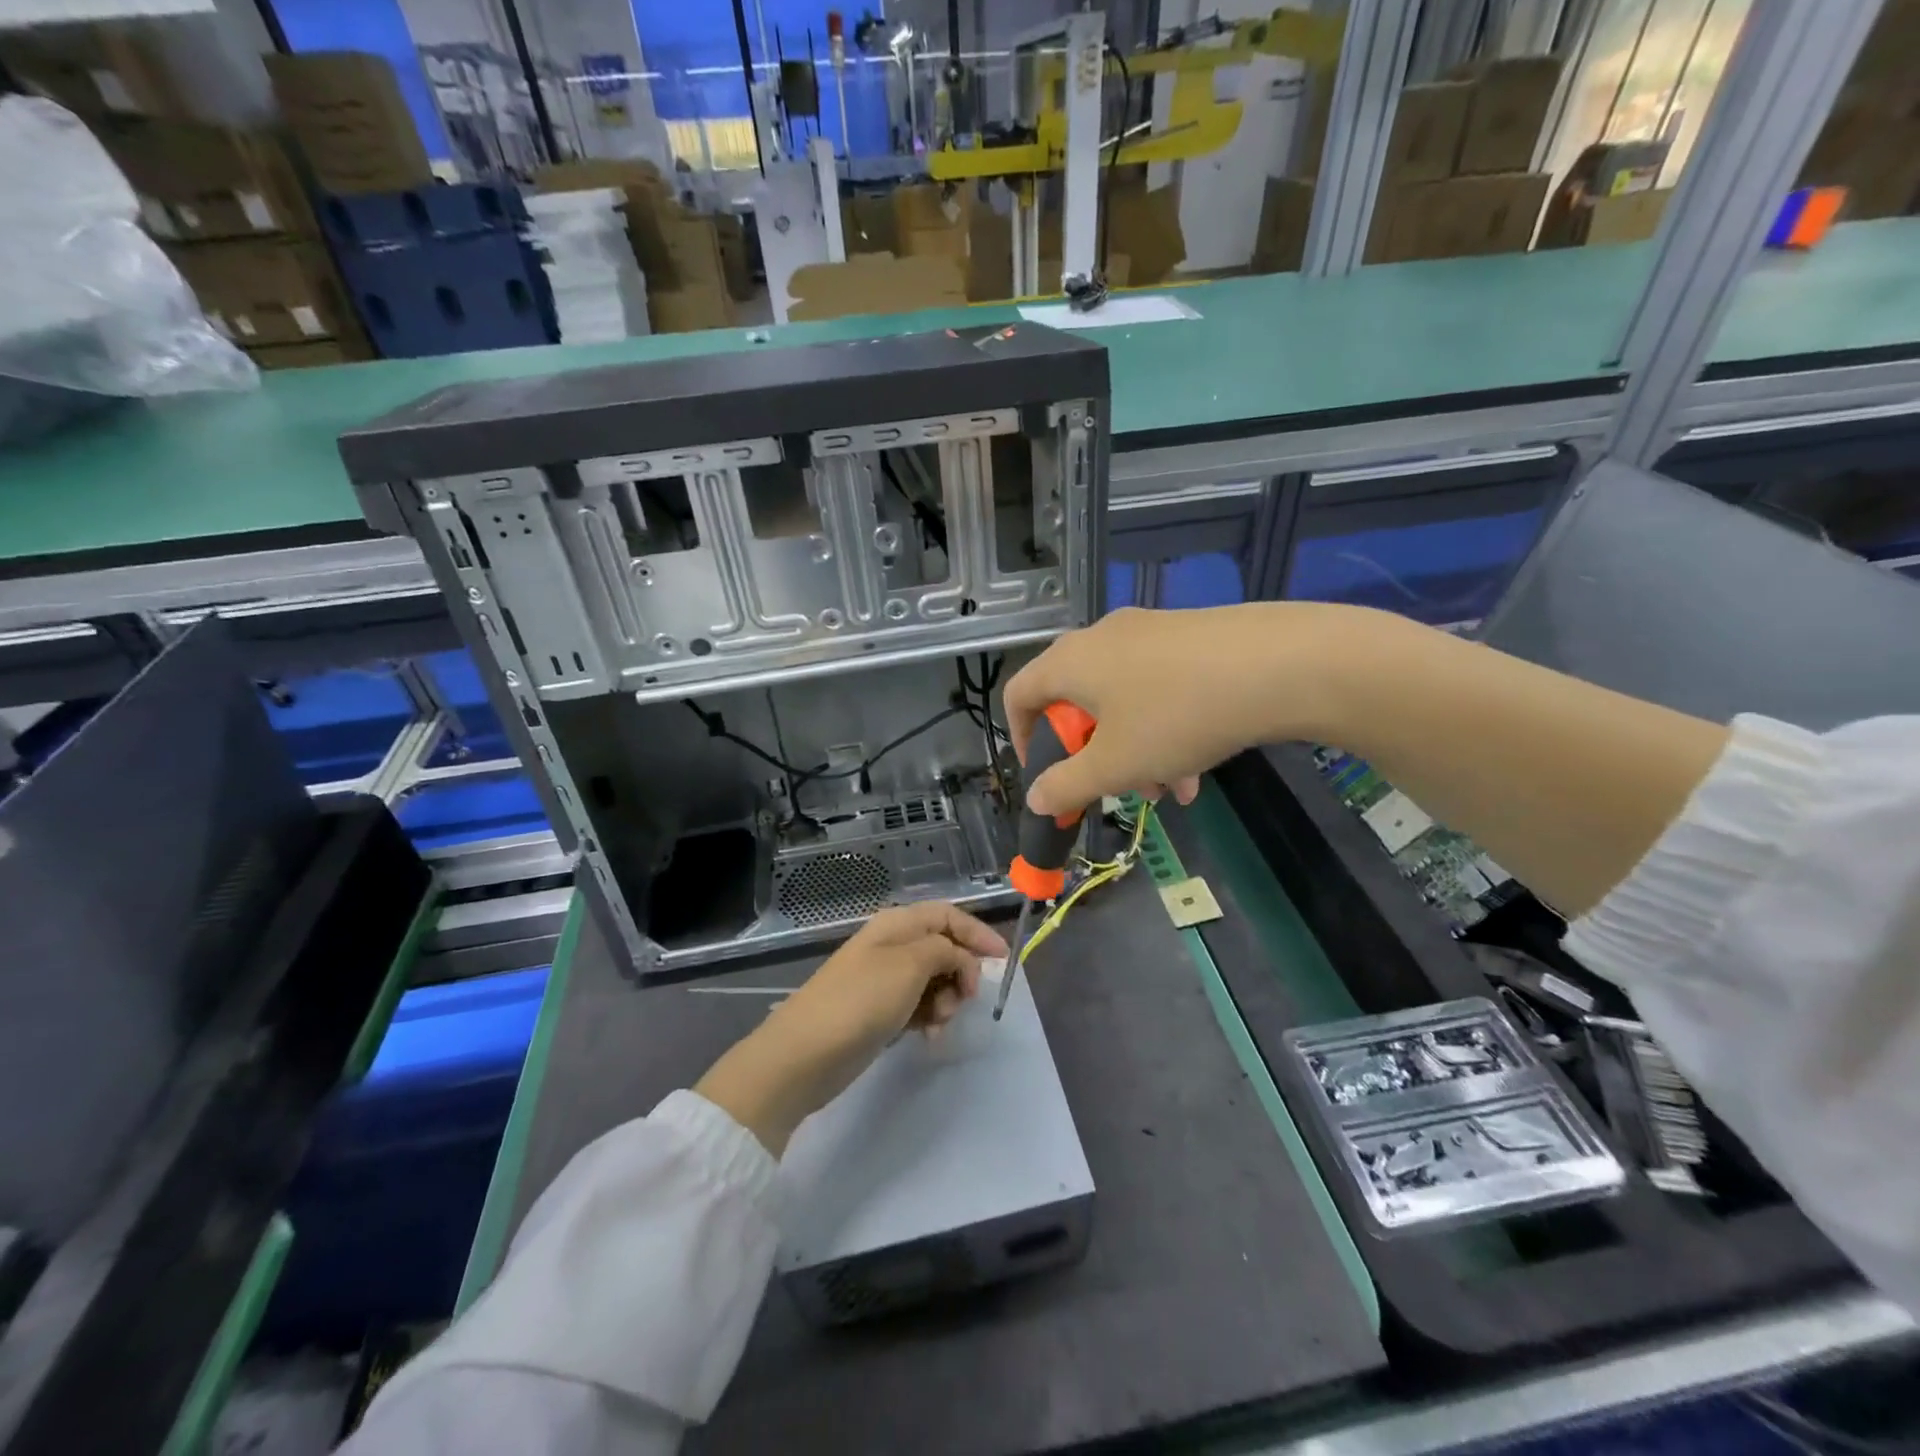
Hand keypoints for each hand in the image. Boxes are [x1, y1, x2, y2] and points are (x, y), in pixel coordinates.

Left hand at [694, 903, 1007, 1155]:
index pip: (947, 916)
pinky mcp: (879, 1012)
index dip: (977, 933)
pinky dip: (930, 1019)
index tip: (1002, 961)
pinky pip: (918, 1007)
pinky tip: (929, 1038)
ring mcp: (883, 980)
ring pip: (934, 980)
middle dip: (961, 972)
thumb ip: (945, 950)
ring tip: (940, 1024)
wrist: (804, 1055)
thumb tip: (959, 956)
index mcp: (896, 925)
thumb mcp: (910, 965)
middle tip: (964, 1001)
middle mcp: (891, 946)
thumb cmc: (861, 1001)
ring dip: (947, 1000)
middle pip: (943, 948)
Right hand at [1003, 604, 1352, 817]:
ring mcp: (1149, 632)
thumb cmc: (1177, 716)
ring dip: (1135, 751)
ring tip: (1171, 790)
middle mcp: (1102, 638)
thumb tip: (1034, 798)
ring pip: (1123, 701)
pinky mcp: (1190, 637)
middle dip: (1094, 755)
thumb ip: (1066, 785)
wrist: (1281, 663)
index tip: (1045, 776)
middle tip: (1118, 788)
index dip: (1020, 739)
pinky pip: (1159, 688)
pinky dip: (1165, 728)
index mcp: (1070, 662)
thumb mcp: (1115, 764)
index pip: (1018, 694)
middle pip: (1076, 703)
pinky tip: (1198, 767)